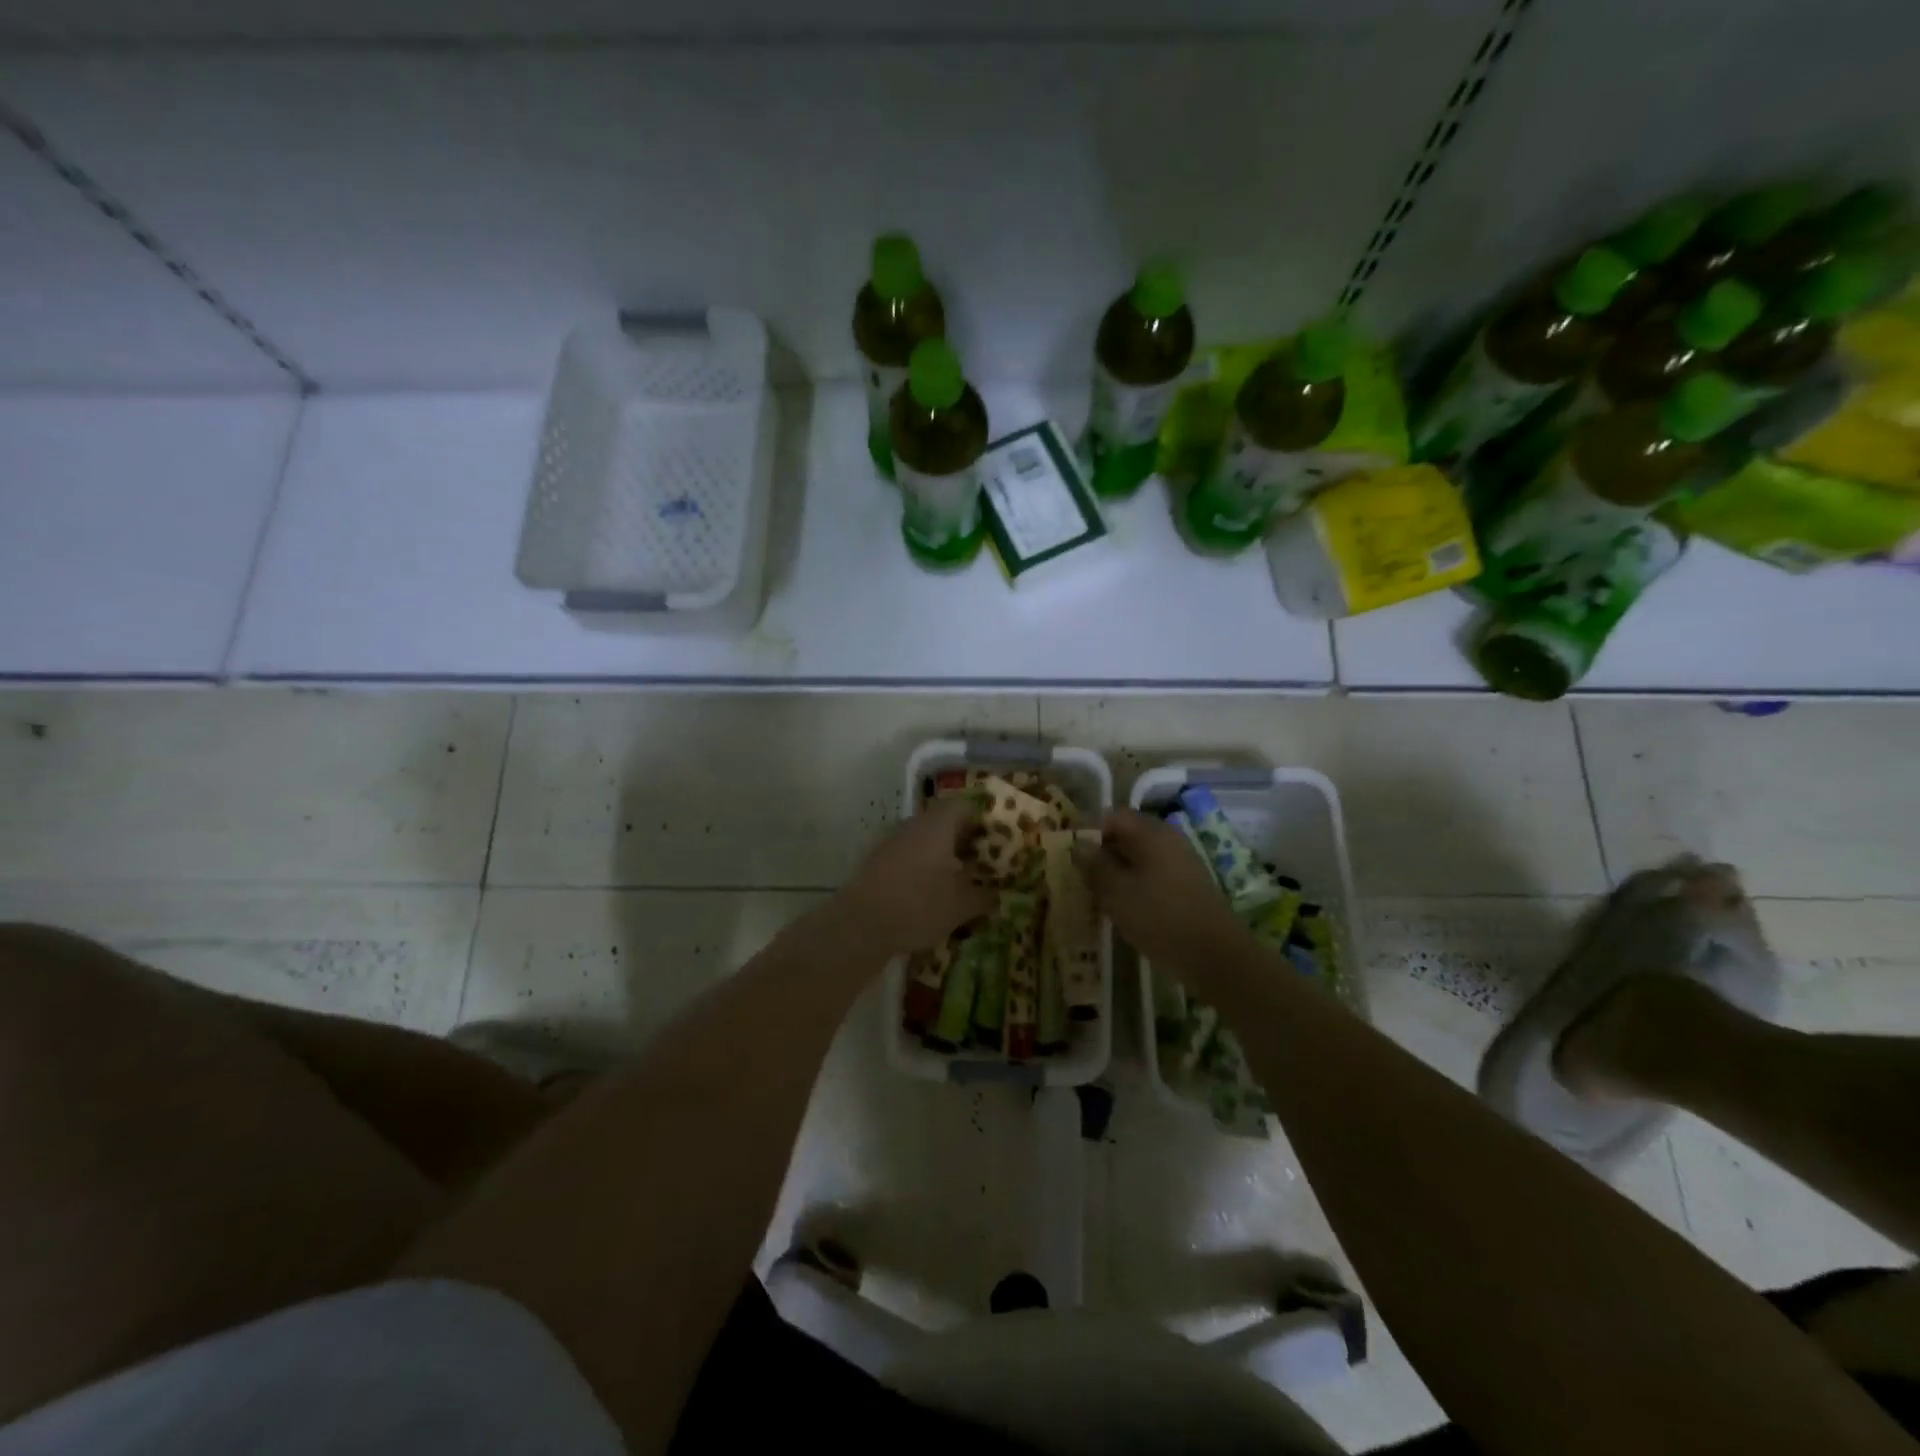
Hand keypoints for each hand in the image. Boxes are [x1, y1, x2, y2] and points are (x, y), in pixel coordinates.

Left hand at [838, 795, 996, 957]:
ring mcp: (890, 841)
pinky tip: (927, 892)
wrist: (860, 925)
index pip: (964, 806)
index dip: (982, 820)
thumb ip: (984, 897)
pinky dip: (921, 866)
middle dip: (962, 840)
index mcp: (937, 825)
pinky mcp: (875, 861)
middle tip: (979, 862)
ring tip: (956, 879)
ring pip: (923, 839)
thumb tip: (997, 894)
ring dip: (940, 854)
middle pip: (943, 821)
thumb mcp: (961, 906)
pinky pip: (907, 855)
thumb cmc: (919, 905)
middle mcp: (913, 825)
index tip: (994, 840)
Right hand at [1074, 807, 1245, 968]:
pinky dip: (1136, 884)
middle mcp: (1169, 839)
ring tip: (1098, 895)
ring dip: (1118, 871)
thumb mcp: (1116, 892)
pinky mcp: (1189, 885)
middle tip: (1081, 876)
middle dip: (1102, 852)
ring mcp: (1182, 862)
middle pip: (1128, 834)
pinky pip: (1154, 874)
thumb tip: (1079, 845)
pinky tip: (1125, 907)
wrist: (1215, 956)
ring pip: (1141, 856)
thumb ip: (1094, 865)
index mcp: (1151, 833)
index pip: (1113, 816)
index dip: (1089, 831)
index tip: (1071, 855)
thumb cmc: (1159, 917)